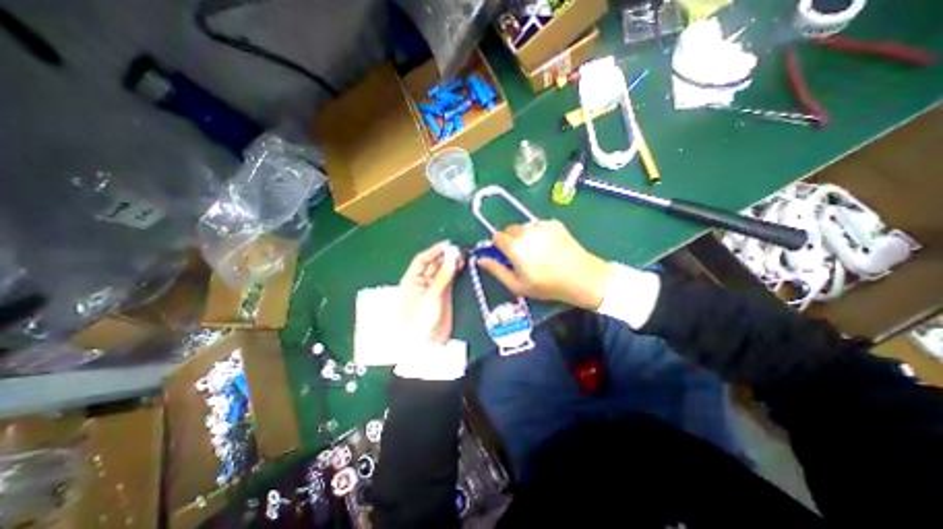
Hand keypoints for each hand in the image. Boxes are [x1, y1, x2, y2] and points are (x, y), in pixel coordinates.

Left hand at [399, 242, 462, 345]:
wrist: (429, 342)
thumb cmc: (422, 319)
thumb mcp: (432, 296)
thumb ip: (443, 276)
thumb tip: (453, 258)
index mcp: (411, 281)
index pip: (422, 260)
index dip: (434, 251)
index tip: (447, 245)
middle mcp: (421, 282)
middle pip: (433, 264)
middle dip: (444, 256)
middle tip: (458, 249)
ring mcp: (433, 288)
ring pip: (442, 270)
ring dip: (451, 263)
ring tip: (462, 255)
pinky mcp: (444, 294)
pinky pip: (449, 279)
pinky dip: (454, 271)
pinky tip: (461, 265)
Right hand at [481, 220, 610, 308]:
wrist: (580, 277)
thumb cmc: (546, 284)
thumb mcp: (517, 285)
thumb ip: (496, 270)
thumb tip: (482, 260)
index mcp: (514, 246)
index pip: (496, 236)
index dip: (498, 246)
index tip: (506, 256)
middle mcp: (525, 231)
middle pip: (509, 229)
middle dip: (511, 240)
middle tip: (522, 255)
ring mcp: (541, 225)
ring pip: (524, 226)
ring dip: (525, 235)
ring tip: (537, 251)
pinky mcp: (554, 223)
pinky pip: (539, 225)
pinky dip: (539, 233)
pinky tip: (549, 246)